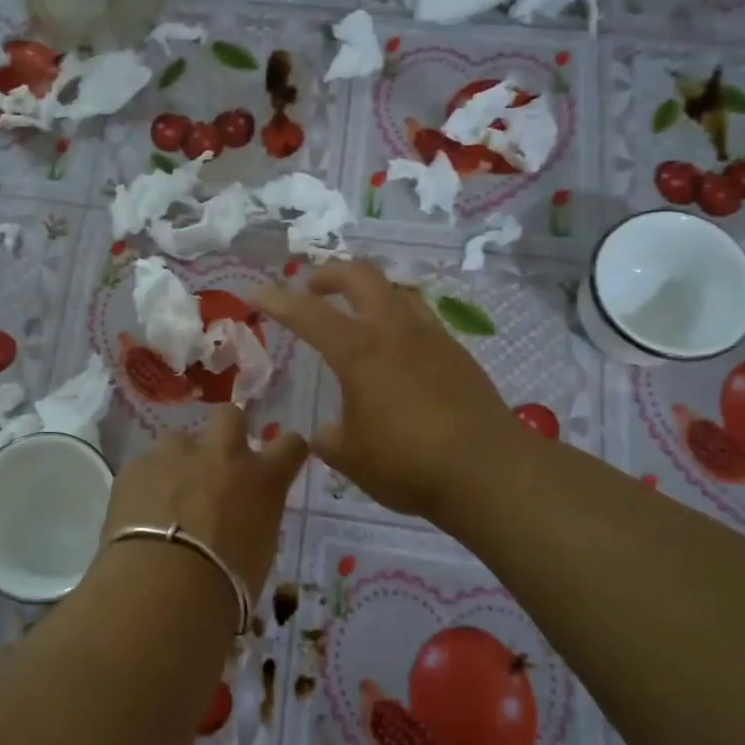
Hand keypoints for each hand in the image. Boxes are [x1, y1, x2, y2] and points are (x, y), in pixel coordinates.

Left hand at [103, 405, 307, 593]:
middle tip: (216, 462)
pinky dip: (146, 485)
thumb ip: (253, 519)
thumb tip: (240, 517)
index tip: (281, 459)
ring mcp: (175, 455)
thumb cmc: (226, 585)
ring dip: (178, 461)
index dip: (286, 449)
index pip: (291, 445)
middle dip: (225, 431)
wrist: (164, 586)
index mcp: (262, 479)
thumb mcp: (259, 552)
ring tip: (168, 496)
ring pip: (179, 441)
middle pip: (230, 416)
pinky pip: (144, 467)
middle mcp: (222, 455)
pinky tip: (139, 514)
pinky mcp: (136, 466)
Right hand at [252, 260, 518, 522]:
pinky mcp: (457, 353)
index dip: (277, 300)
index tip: (255, 293)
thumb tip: (326, 433)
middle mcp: (394, 331)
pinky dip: (397, 317)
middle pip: (361, 276)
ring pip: (396, 290)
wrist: (489, 471)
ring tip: (356, 311)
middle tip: (313, 288)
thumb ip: (331, 439)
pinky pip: (420, 317)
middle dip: (330, 274)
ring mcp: (431, 337)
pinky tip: (396, 349)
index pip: (308, 313)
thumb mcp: (351, 458)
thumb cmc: (408, 463)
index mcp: (359, 351)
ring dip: (369, 290)